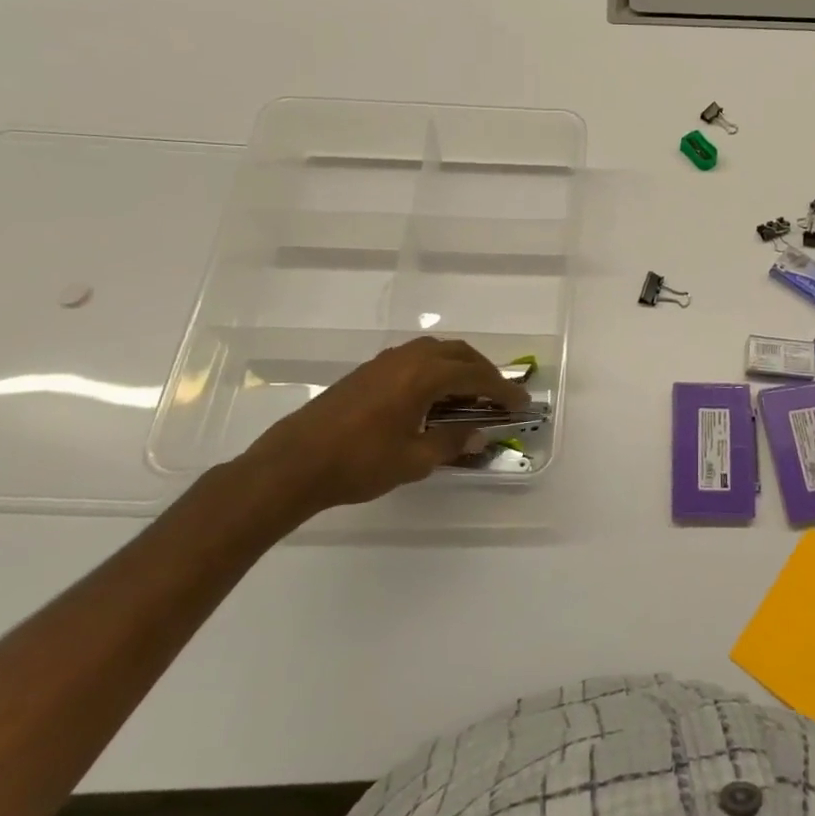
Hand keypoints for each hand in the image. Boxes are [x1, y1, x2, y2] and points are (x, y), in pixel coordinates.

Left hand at [230, 336, 529, 517]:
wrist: (293, 464)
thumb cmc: (358, 464)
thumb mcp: (414, 460)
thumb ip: (451, 442)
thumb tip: (479, 434)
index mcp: (423, 376)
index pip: (476, 375)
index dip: (502, 389)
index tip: (521, 403)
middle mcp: (408, 359)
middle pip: (459, 353)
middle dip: (484, 371)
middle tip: (499, 395)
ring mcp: (384, 362)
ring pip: (435, 351)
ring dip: (459, 366)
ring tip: (470, 391)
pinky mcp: (367, 371)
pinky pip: (414, 358)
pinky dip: (435, 368)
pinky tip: (432, 394)